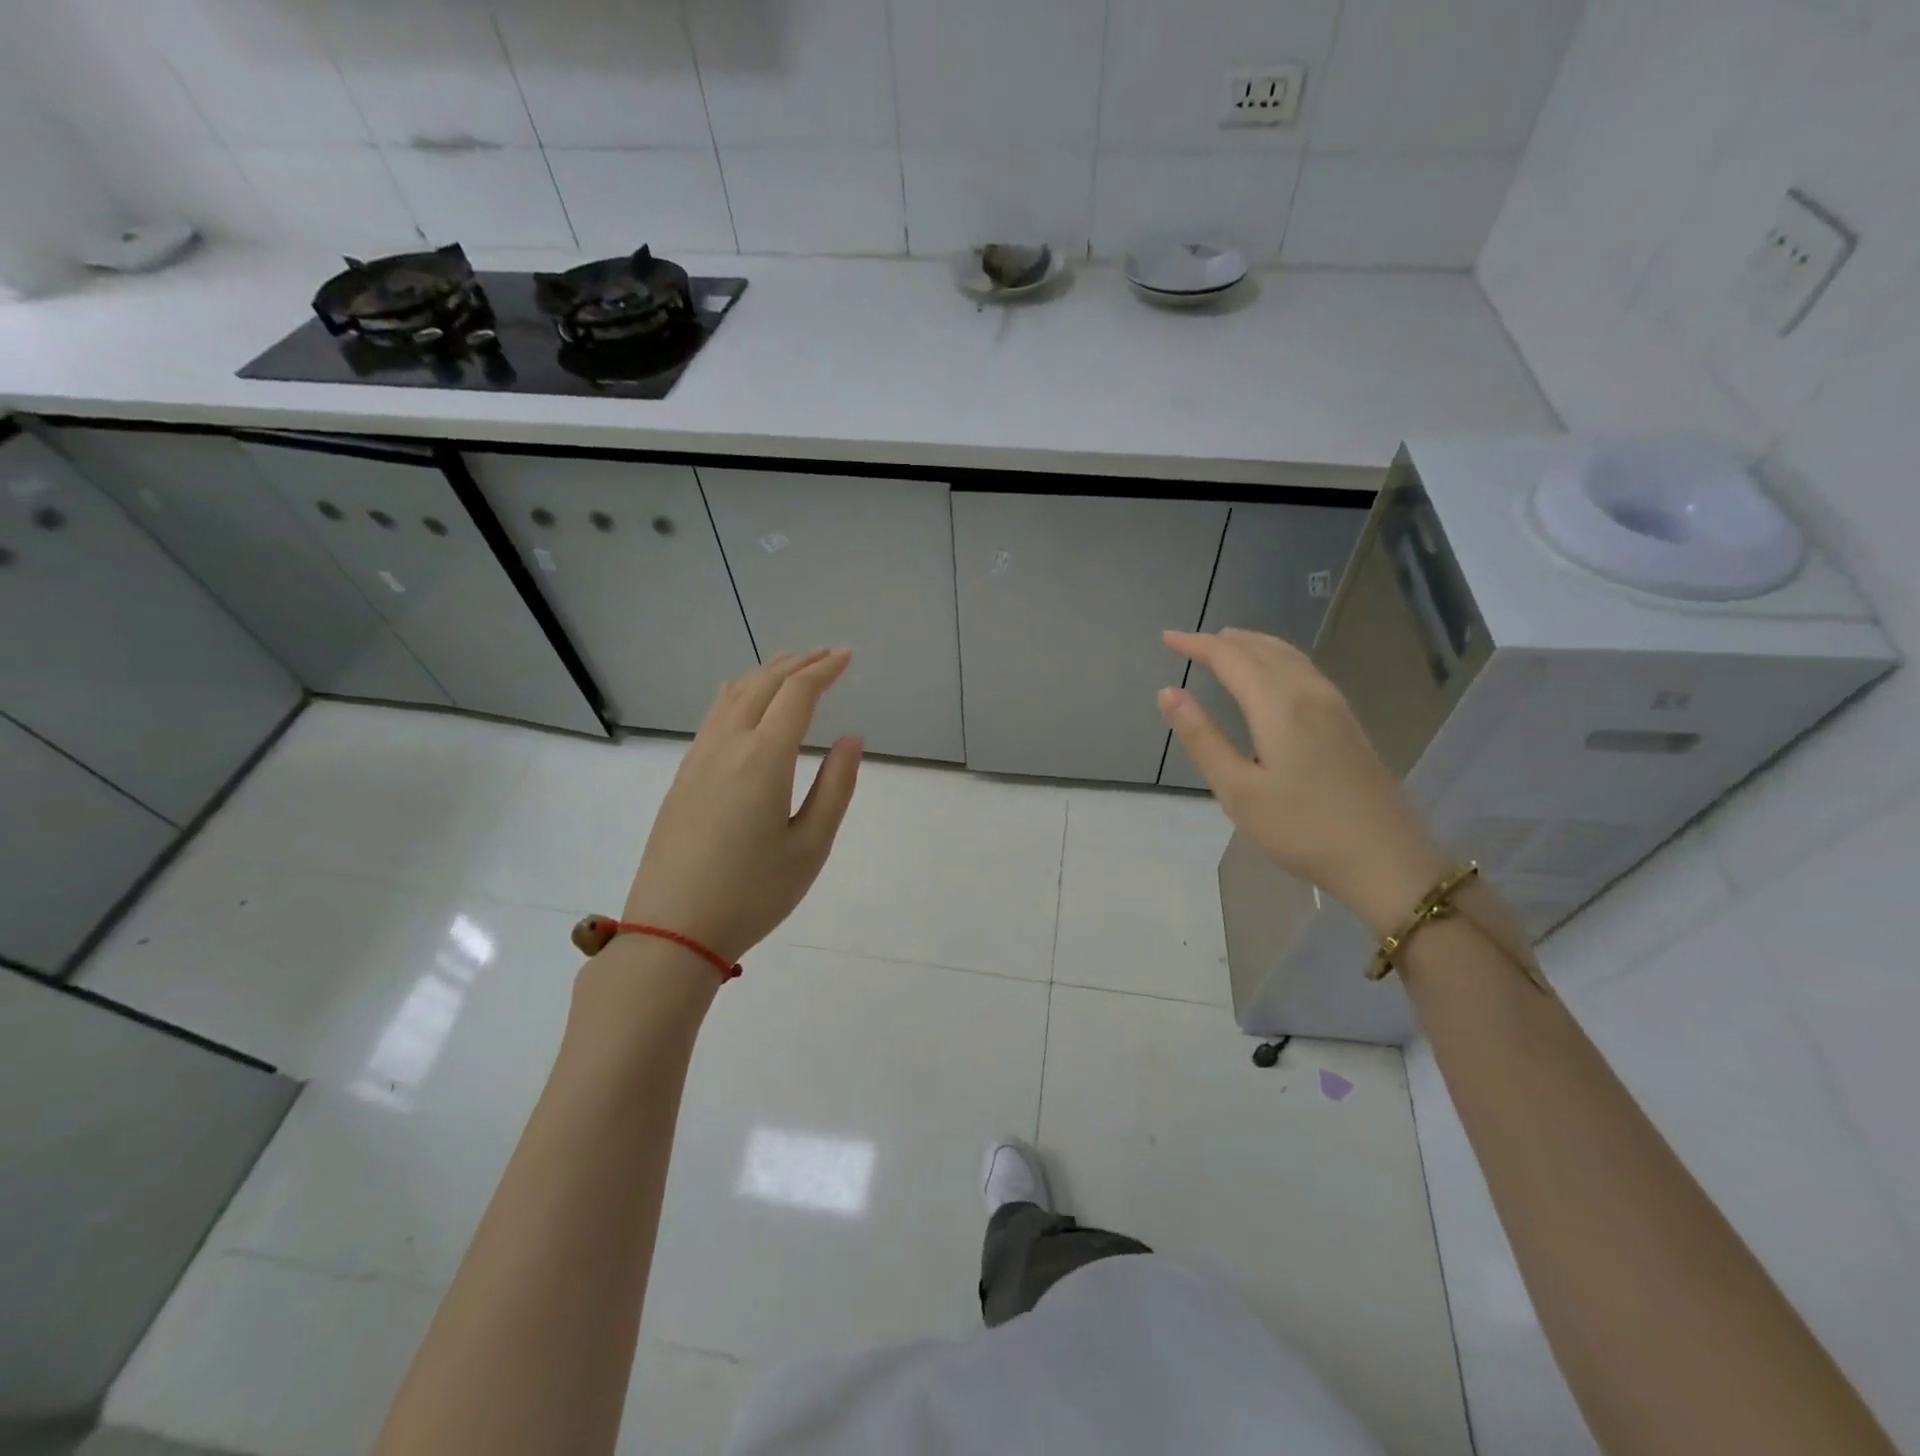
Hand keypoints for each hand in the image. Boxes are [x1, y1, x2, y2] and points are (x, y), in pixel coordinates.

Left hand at [621, 649, 862, 964]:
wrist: (672, 931)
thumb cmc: (753, 894)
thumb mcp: (810, 847)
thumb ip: (836, 787)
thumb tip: (851, 739)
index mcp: (764, 759)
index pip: (797, 695)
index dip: (824, 671)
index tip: (847, 657)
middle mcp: (728, 746)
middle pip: (763, 685)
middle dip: (797, 664)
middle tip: (826, 655)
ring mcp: (698, 759)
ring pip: (733, 696)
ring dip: (765, 674)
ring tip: (788, 664)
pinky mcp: (682, 777)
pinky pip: (712, 717)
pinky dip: (736, 694)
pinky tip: (739, 696)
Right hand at [1159, 629, 1449, 934]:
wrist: (1384, 859)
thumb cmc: (1300, 828)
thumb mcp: (1237, 790)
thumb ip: (1202, 738)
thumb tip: (1168, 692)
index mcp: (1278, 704)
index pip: (1230, 657)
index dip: (1196, 644)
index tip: (1167, 638)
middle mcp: (1308, 692)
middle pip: (1262, 649)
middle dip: (1223, 641)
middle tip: (1190, 642)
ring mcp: (1334, 706)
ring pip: (1288, 656)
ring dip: (1252, 645)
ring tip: (1225, 646)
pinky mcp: (1347, 722)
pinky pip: (1304, 670)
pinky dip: (1276, 659)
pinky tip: (1271, 675)